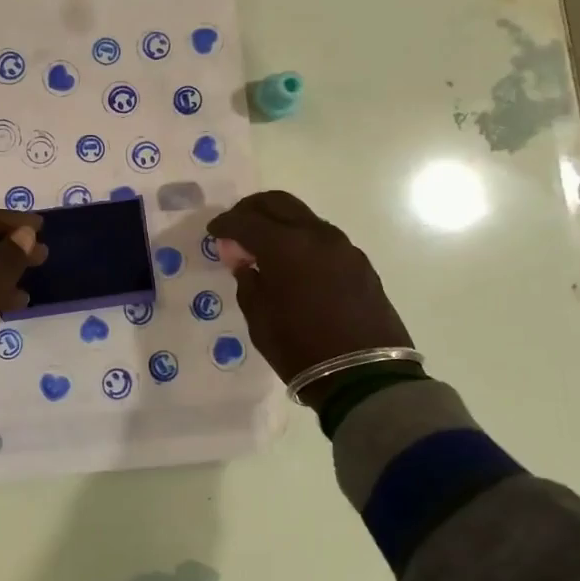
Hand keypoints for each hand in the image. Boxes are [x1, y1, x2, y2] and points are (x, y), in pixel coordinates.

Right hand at [207, 191, 411, 405]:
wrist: (365, 377)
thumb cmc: (301, 349)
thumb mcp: (259, 318)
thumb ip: (247, 280)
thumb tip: (243, 259)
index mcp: (285, 246)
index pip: (245, 220)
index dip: (224, 223)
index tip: (213, 231)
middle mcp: (316, 235)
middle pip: (278, 203)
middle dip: (251, 209)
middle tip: (236, 226)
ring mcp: (342, 246)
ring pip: (303, 217)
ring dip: (278, 222)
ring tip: (263, 246)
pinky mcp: (360, 262)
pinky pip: (322, 237)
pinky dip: (300, 239)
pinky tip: (293, 262)